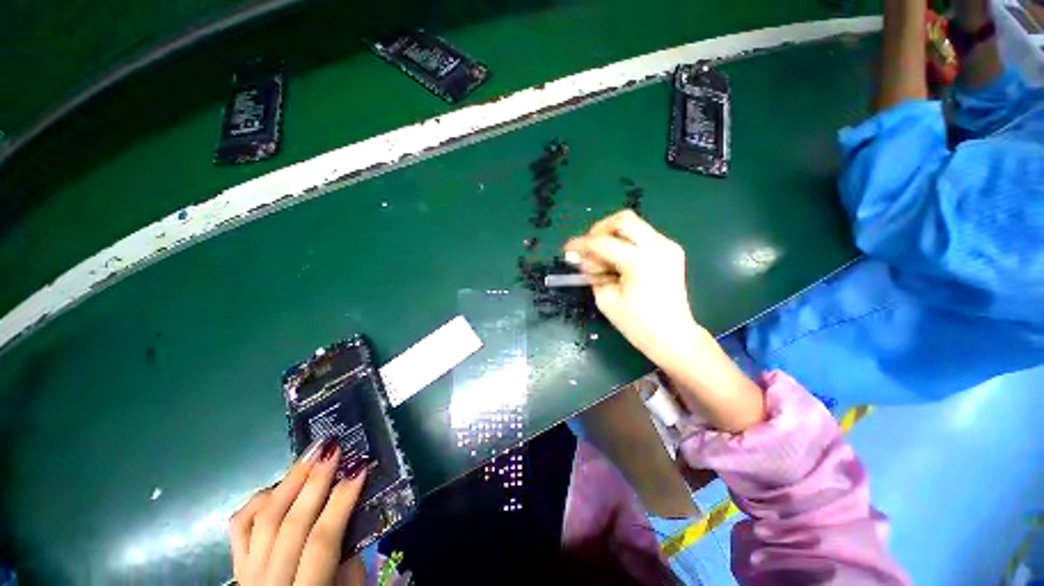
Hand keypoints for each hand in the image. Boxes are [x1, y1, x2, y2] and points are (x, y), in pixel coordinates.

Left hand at [229, 439, 367, 585]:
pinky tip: (278, 484)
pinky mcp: (236, 566)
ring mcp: (247, 574)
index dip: (341, 502)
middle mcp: (269, 583)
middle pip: (289, 524)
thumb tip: (350, 510)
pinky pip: (240, 527)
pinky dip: (258, 500)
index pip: (322, 540)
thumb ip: (350, 558)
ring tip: (310, 453)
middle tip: (332, 448)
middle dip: (314, 481)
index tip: (359, 468)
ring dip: (289, 481)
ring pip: (262, 520)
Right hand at [564, 209, 702, 365]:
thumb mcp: (606, 300)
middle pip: (623, 219)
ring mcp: (668, 246)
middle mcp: (657, 246)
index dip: (580, 244)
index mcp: (640, 261)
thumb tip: (583, 258)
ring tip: (602, 259)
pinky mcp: (671, 250)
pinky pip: (642, 235)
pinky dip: (625, 242)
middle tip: (588, 248)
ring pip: (633, 224)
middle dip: (599, 230)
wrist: (673, 336)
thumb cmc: (637, 324)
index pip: (602, 243)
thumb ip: (592, 274)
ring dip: (612, 236)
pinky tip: (618, 260)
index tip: (566, 249)